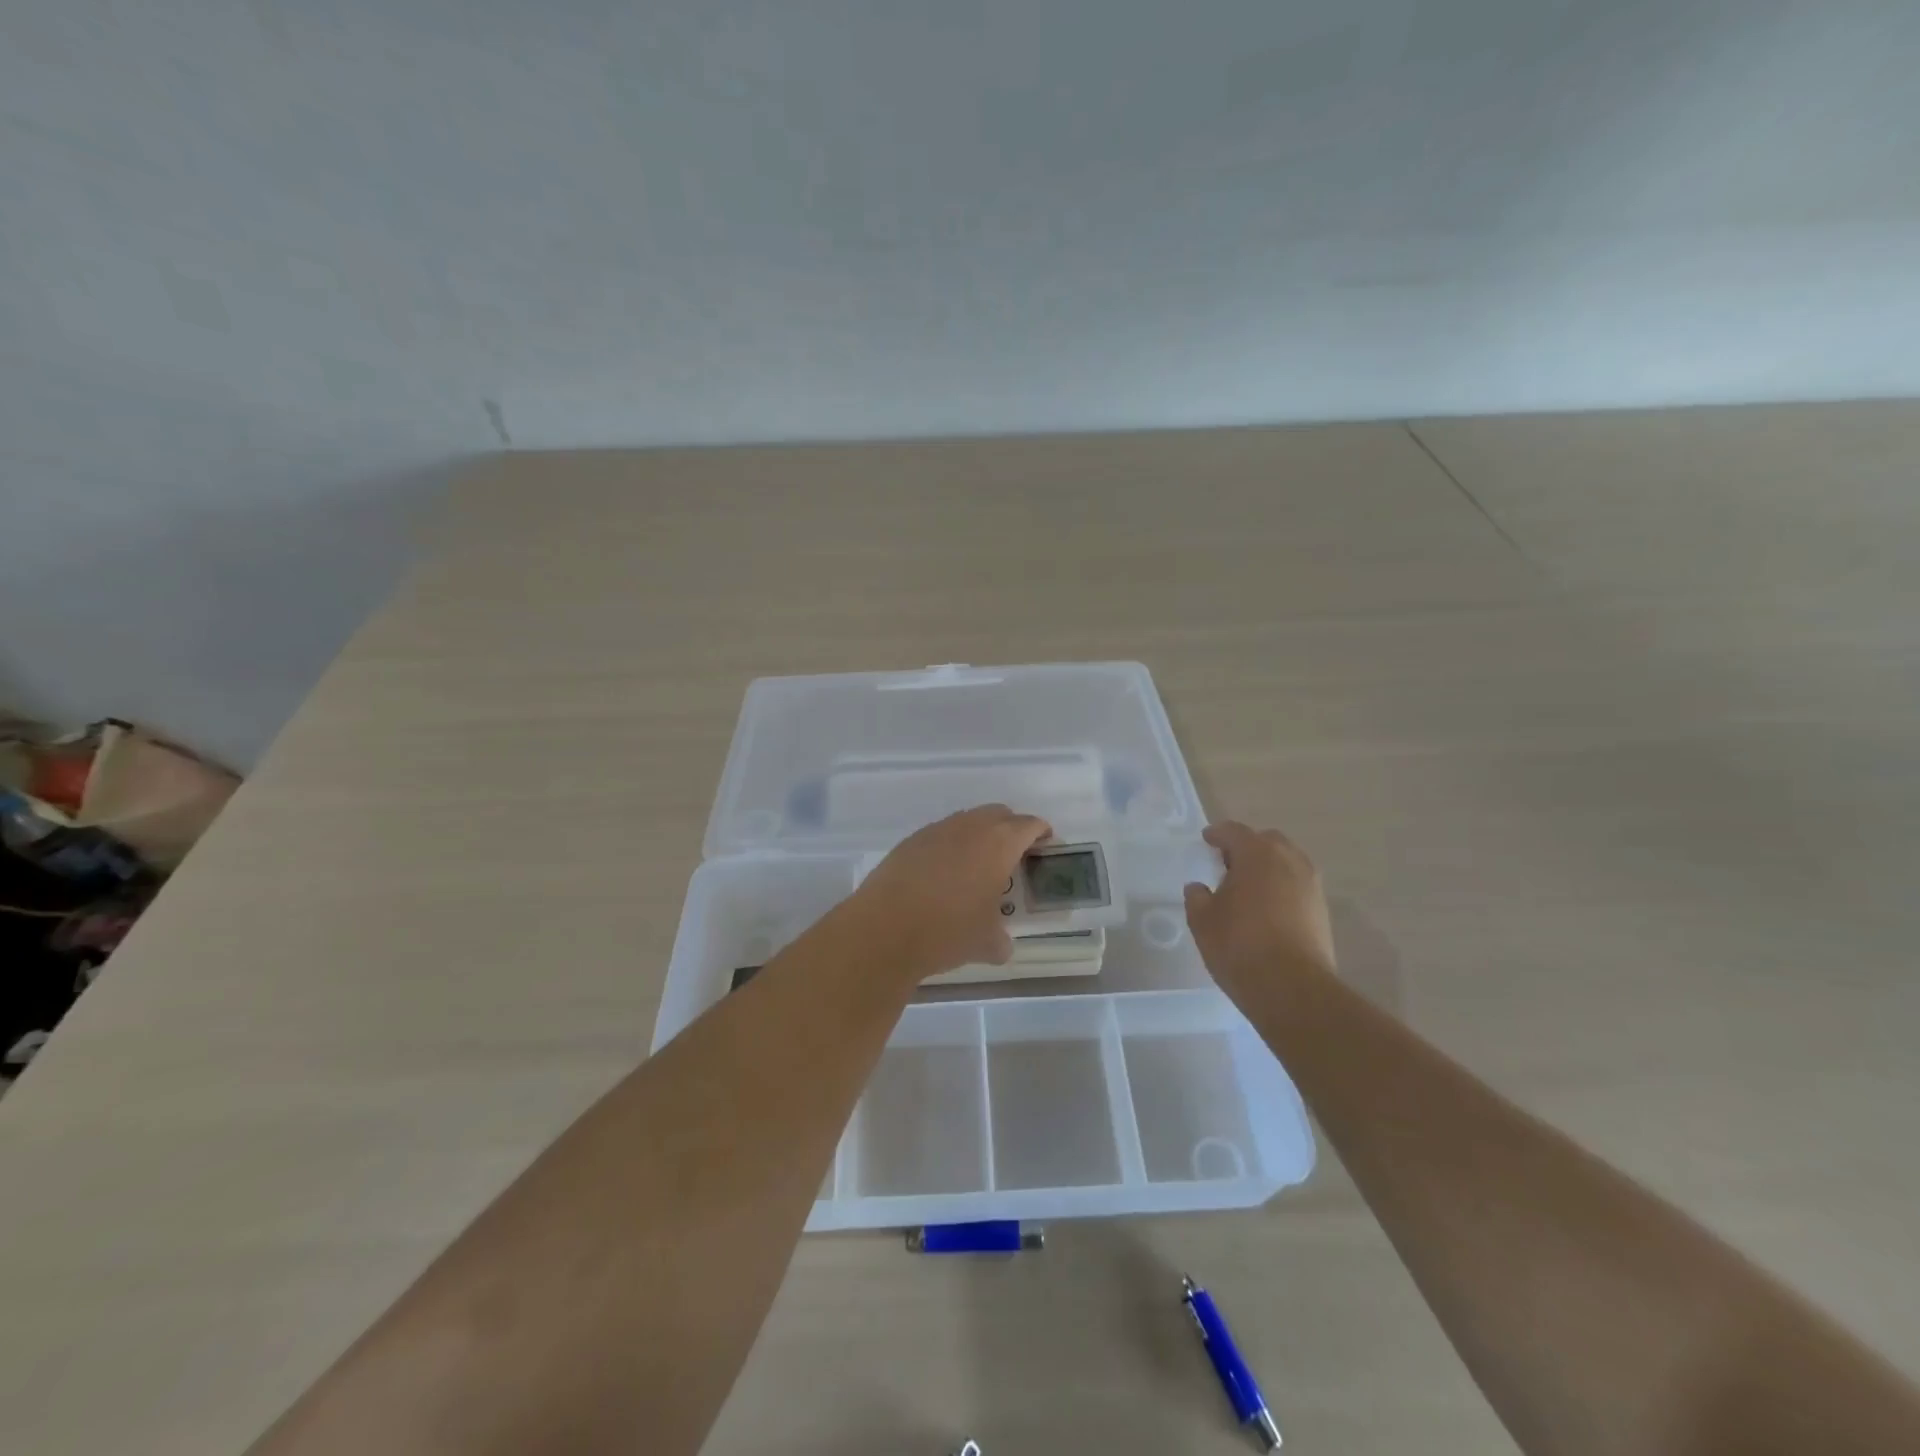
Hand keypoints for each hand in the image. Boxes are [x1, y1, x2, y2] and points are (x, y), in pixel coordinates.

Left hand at [848, 804, 1052, 981]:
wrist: (884, 929)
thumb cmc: (948, 932)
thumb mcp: (986, 943)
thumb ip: (1000, 940)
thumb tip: (1001, 945)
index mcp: (999, 844)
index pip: (1029, 825)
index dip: (1041, 832)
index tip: (1045, 843)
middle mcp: (970, 827)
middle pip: (999, 814)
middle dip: (1011, 828)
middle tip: (1014, 853)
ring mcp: (936, 830)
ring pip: (967, 820)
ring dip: (978, 834)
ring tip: (978, 864)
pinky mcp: (910, 841)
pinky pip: (940, 834)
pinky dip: (950, 845)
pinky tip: (944, 873)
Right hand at [1184, 820, 1336, 995]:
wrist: (1292, 988)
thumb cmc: (1239, 945)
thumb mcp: (1202, 920)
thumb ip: (1197, 897)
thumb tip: (1199, 888)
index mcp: (1257, 853)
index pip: (1234, 832)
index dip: (1217, 834)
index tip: (1207, 840)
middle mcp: (1289, 860)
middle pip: (1267, 841)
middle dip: (1248, 847)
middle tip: (1228, 865)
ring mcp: (1311, 885)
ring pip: (1287, 863)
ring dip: (1268, 868)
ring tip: (1249, 889)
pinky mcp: (1322, 910)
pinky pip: (1298, 886)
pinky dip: (1282, 888)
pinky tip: (1268, 909)